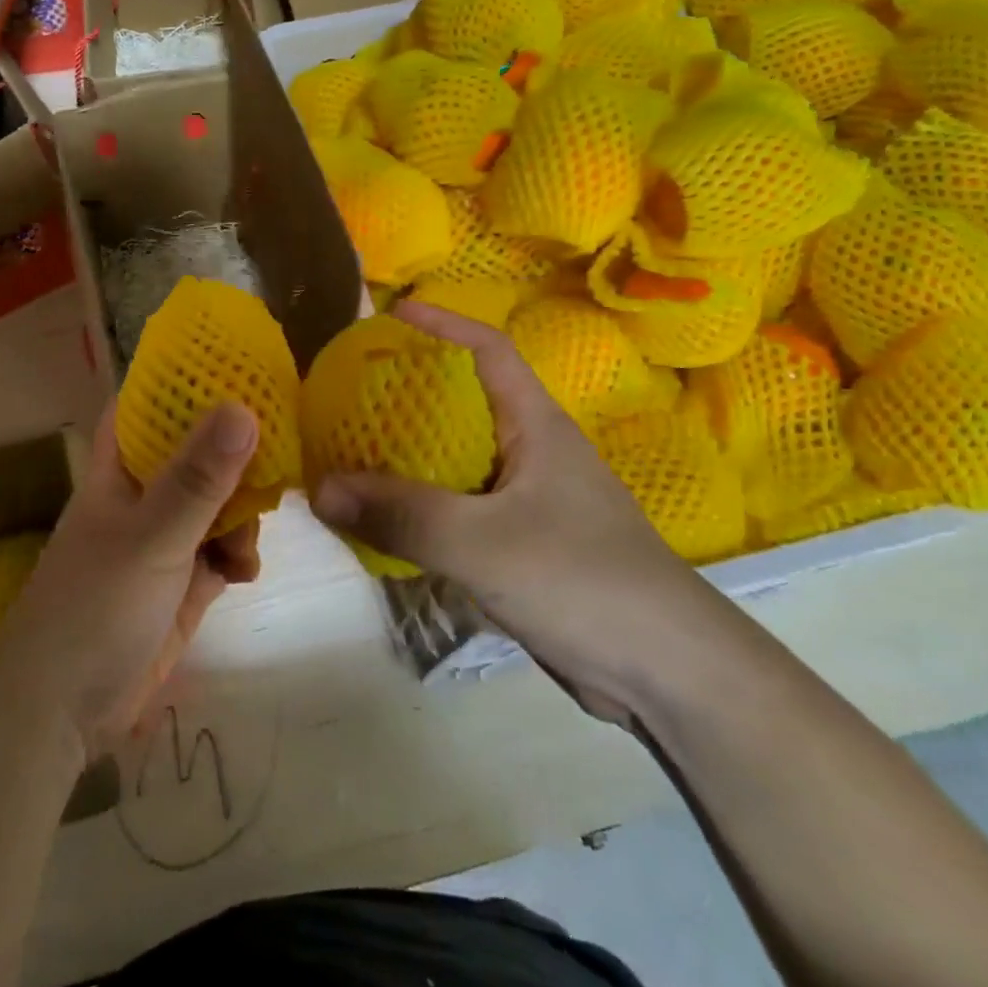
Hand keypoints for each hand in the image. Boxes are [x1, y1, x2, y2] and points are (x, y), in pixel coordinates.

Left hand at [0, 400, 259, 757]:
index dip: (190, 380)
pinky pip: (225, 549)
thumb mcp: (153, 536)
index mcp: (123, 467)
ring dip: (243, 513)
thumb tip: (245, 406)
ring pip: (220, 501)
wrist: (62, 712)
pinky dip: (239, 555)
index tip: (243, 365)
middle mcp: (146, 493)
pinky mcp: (184, 581)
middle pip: (200, 451)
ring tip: (247, 540)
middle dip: (239, 454)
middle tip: (280, 456)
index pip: (153, 402)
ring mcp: (166, 538)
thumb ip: (199, 477)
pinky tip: (244, 573)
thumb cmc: (95, 607)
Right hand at [311, 302, 721, 722]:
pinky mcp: (523, 545)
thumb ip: (401, 513)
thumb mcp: (482, 542)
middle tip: (351, 390)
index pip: (488, 349)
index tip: (391, 314)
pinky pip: (459, 509)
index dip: (442, 323)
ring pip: (458, 460)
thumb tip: (319, 488)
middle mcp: (532, 452)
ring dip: (409, 453)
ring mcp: (530, 501)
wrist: (668, 673)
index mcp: (536, 425)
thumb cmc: (583, 581)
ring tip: (353, 449)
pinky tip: (385, 519)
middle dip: (410, 390)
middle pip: (464, 402)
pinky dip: (421, 505)